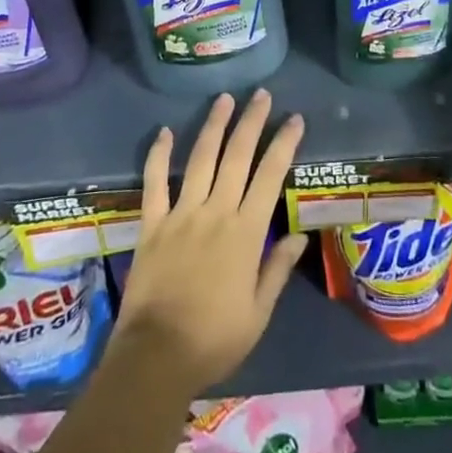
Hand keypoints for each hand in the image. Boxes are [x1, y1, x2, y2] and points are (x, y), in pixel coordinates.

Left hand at [113, 90, 307, 395]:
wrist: (155, 358)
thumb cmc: (214, 340)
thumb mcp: (258, 313)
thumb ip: (277, 270)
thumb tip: (298, 235)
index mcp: (245, 232)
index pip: (270, 176)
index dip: (284, 144)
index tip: (294, 119)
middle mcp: (215, 212)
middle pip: (236, 156)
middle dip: (251, 121)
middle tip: (261, 94)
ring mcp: (180, 214)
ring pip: (200, 159)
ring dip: (213, 126)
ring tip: (224, 99)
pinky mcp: (152, 224)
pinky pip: (154, 182)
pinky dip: (158, 155)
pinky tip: (165, 131)